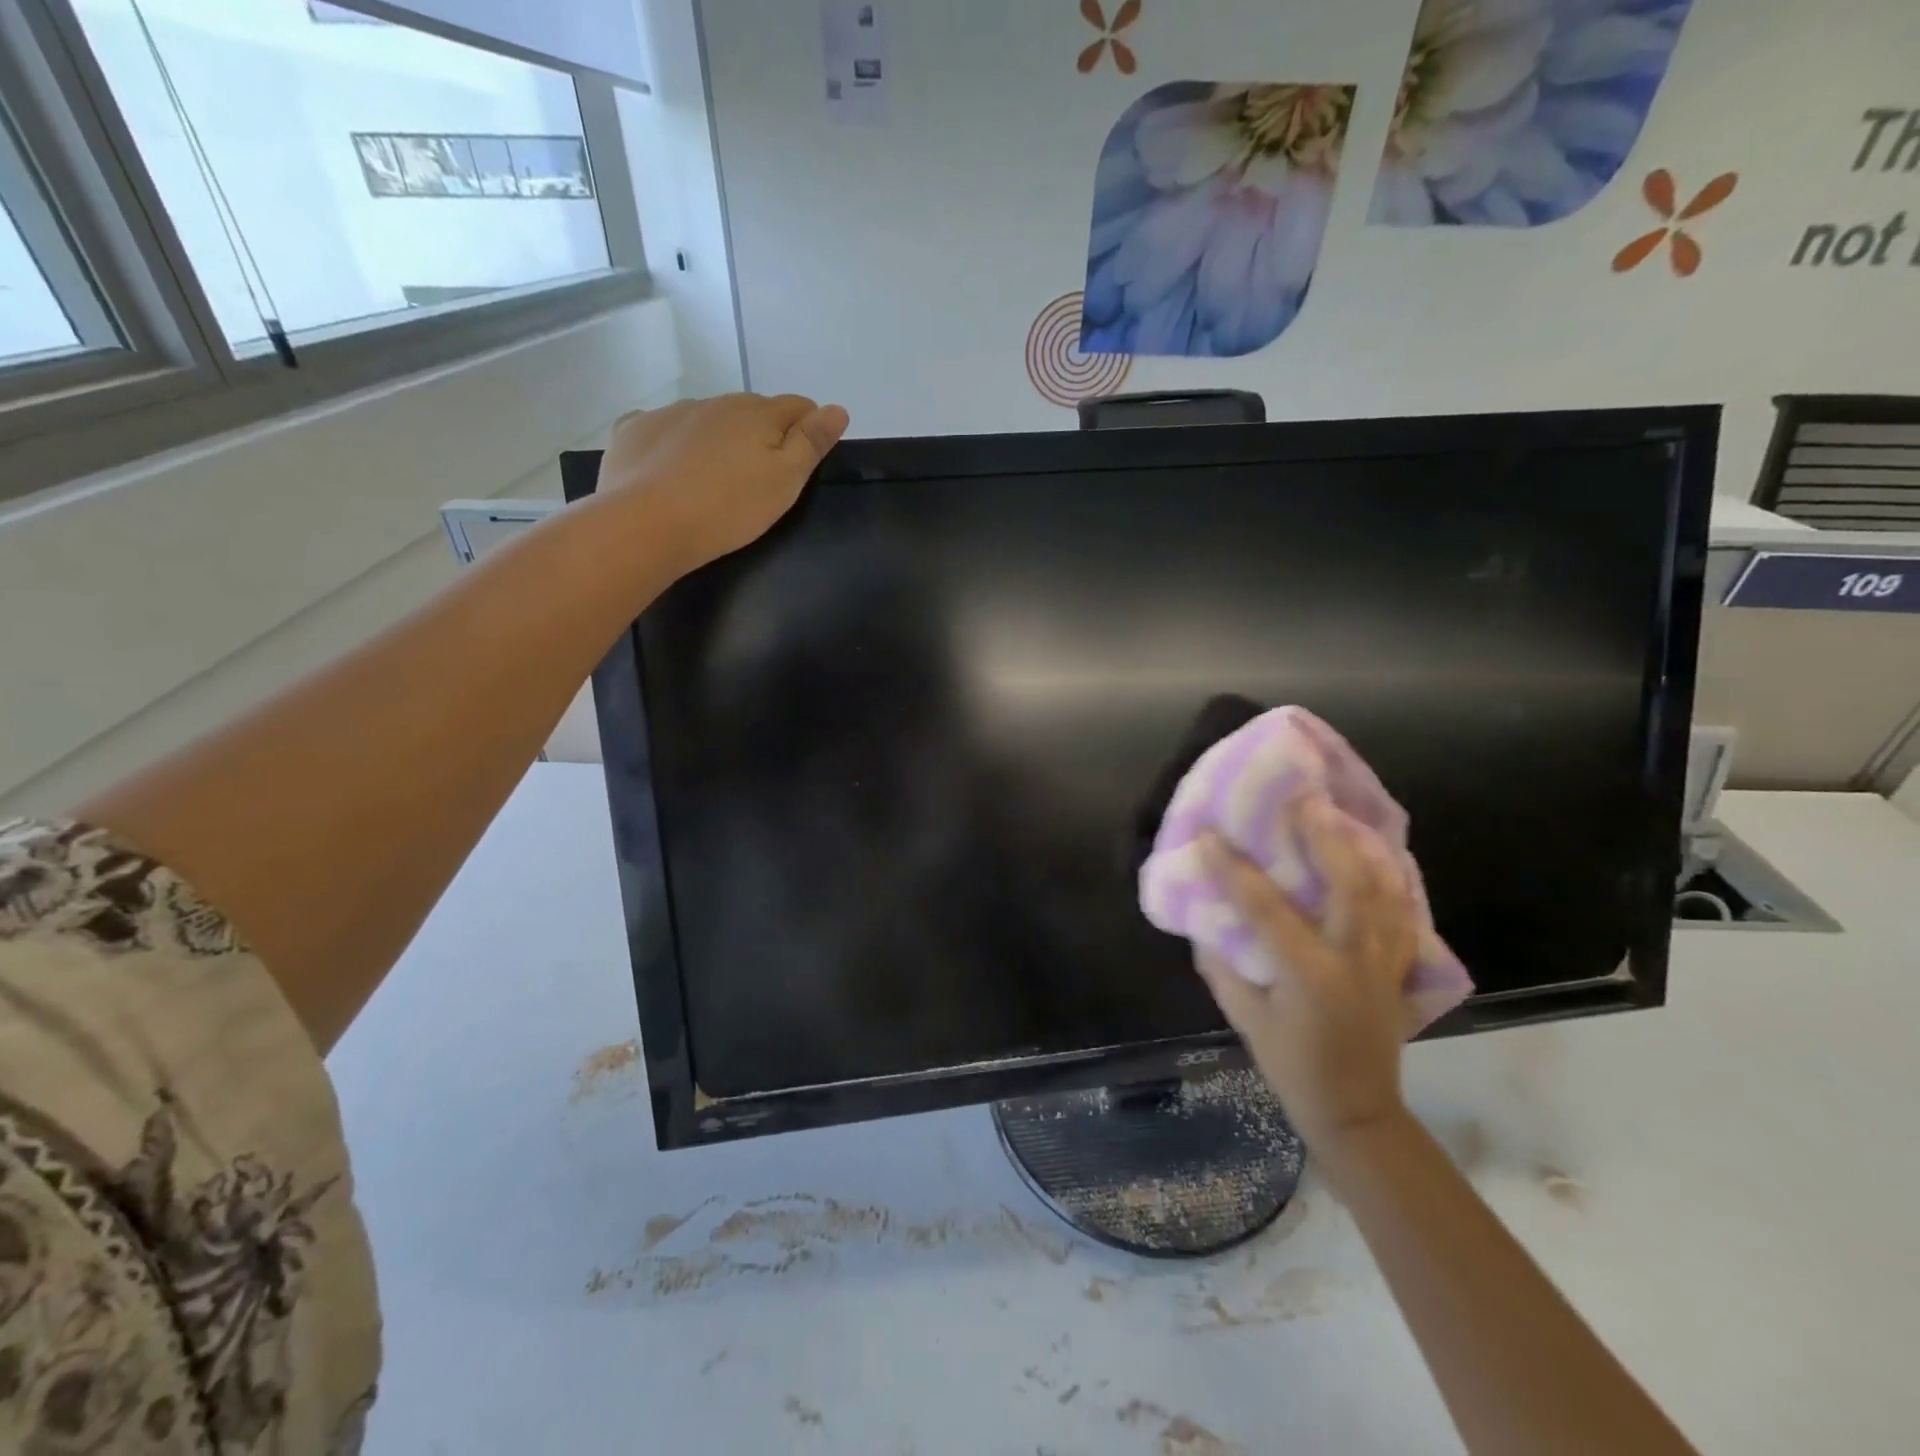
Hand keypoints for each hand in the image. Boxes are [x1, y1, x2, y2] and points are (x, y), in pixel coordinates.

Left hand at [600, 392, 849, 574]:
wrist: (646, 525)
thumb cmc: (728, 508)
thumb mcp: (785, 482)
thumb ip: (811, 443)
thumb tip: (837, 408)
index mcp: (757, 413)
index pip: (798, 407)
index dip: (808, 430)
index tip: (804, 463)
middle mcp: (715, 402)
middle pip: (752, 411)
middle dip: (762, 435)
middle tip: (760, 480)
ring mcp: (671, 412)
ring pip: (708, 419)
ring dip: (719, 439)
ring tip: (714, 481)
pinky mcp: (634, 430)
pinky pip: (664, 428)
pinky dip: (675, 443)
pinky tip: (671, 471)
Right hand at [1195, 794, 1419, 1156]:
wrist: (1356, 1110)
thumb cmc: (1291, 1065)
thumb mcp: (1245, 1018)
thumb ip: (1222, 966)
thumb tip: (1206, 921)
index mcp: (1309, 974)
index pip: (1265, 908)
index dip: (1233, 869)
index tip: (1208, 836)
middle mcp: (1354, 960)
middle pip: (1349, 884)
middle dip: (1324, 837)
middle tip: (1303, 802)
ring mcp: (1386, 963)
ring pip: (1385, 893)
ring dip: (1362, 850)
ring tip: (1339, 817)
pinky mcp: (1401, 969)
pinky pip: (1403, 914)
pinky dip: (1392, 881)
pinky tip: (1378, 859)